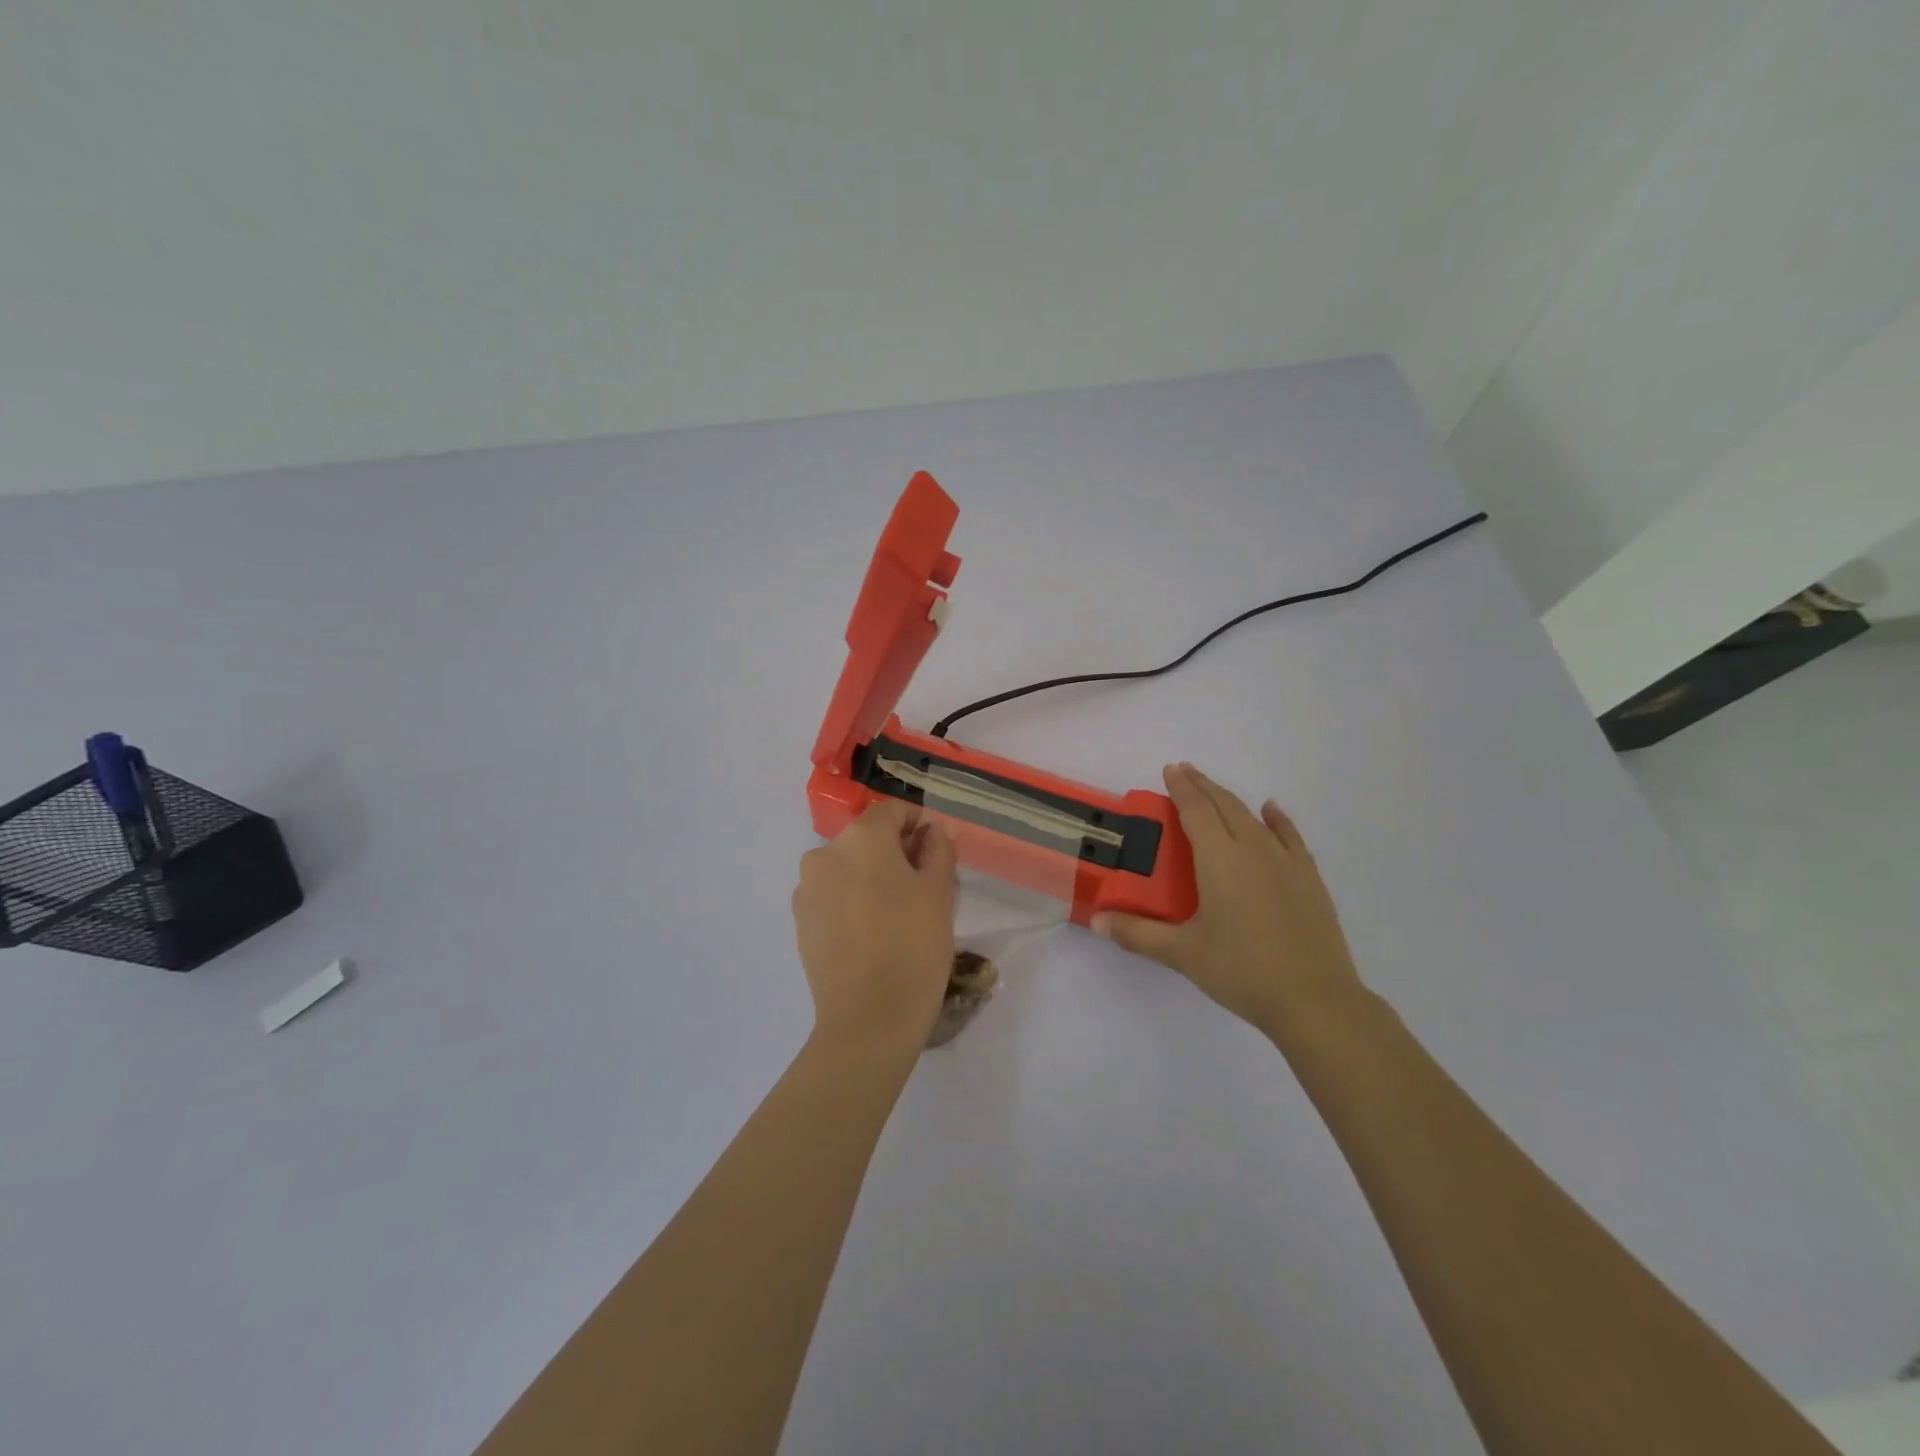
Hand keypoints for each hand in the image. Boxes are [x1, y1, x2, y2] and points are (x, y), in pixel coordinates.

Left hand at [792, 800, 957, 1056]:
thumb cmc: (913, 946)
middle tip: (926, 888)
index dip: (919, 824)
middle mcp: (825, 853)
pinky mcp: (800, 922)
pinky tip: (873, 934)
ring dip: (873, 878)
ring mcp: (807, 889)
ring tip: (899, 915)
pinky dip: (853, 902)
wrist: (868, 1019)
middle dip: (896, 854)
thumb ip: (938, 849)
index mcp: (861, 838)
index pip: (893, 811)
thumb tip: (933, 829)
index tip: (938, 851)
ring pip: (849, 868)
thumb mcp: (939, 892)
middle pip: (868, 839)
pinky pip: (833, 896)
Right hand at [1093, 763, 1362, 1038]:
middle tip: (1184, 771)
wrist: (1315, 1000)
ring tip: (1215, 790)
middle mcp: (1253, 849)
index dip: (1181, 788)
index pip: (1196, 811)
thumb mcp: (1183, 953)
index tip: (1170, 769)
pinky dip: (1277, 819)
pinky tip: (1270, 811)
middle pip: (1224, 805)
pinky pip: (1289, 836)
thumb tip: (1097, 921)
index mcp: (1220, 860)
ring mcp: (1286, 862)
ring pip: (1253, 817)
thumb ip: (1138, 933)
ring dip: (1231, 799)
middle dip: (1202, 786)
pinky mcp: (1309, 878)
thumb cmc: (1242, 971)